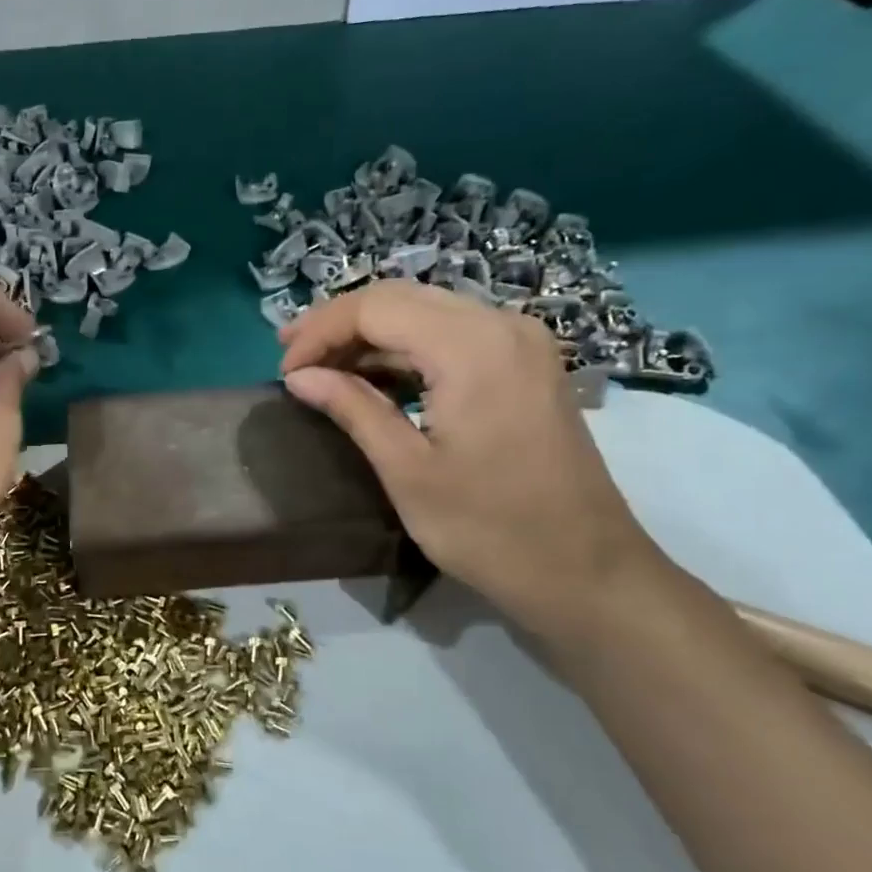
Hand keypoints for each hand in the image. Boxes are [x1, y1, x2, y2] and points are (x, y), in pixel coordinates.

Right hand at [278, 281, 664, 633]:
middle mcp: (501, 325)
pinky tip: (374, 378)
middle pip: (400, 298)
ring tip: (322, 367)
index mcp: (471, 347)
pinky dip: (405, 349)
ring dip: (370, 335)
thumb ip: (352, 408)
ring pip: (425, 312)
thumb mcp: (407, 470)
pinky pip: (452, 334)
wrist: (588, 572)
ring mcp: (520, 342)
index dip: (320, 332)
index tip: (284, 371)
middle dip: (339, 323)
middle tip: (291, 356)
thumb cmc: (490, 529)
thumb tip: (299, 377)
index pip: (376, 308)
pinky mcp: (525, 364)